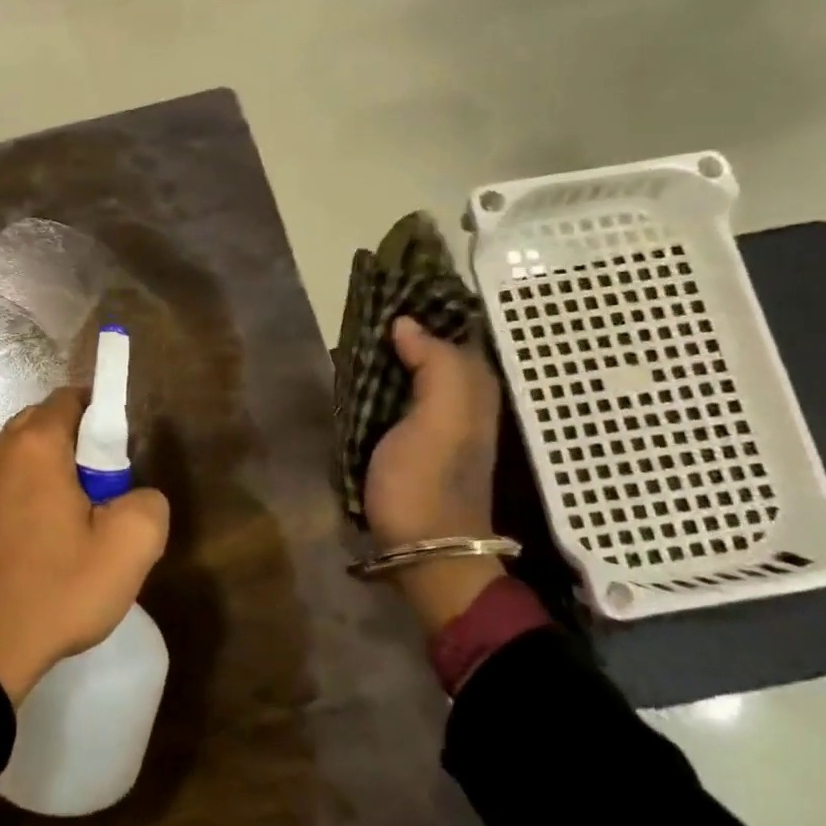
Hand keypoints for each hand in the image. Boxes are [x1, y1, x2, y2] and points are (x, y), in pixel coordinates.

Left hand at [0, 388, 169, 703]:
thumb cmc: (59, 587)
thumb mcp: (130, 547)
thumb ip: (149, 503)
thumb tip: (137, 496)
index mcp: (35, 444)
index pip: (72, 398)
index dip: (104, 417)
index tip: (122, 457)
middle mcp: (1, 449)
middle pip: (50, 422)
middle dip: (83, 444)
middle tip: (107, 491)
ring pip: (30, 452)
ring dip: (59, 470)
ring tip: (82, 519)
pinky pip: (14, 480)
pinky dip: (37, 491)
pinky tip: (52, 537)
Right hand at [363, 318, 505, 631]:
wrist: (424, 546)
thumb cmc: (429, 479)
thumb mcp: (442, 417)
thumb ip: (435, 363)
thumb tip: (407, 324)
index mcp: (472, 386)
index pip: (455, 328)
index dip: (430, 302)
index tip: (392, 278)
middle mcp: (459, 396)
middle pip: (432, 345)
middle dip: (404, 322)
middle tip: (364, 300)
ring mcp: (434, 420)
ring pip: (412, 368)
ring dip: (387, 348)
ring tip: (354, 326)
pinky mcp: (409, 439)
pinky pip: (396, 392)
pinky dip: (379, 375)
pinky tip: (355, 369)